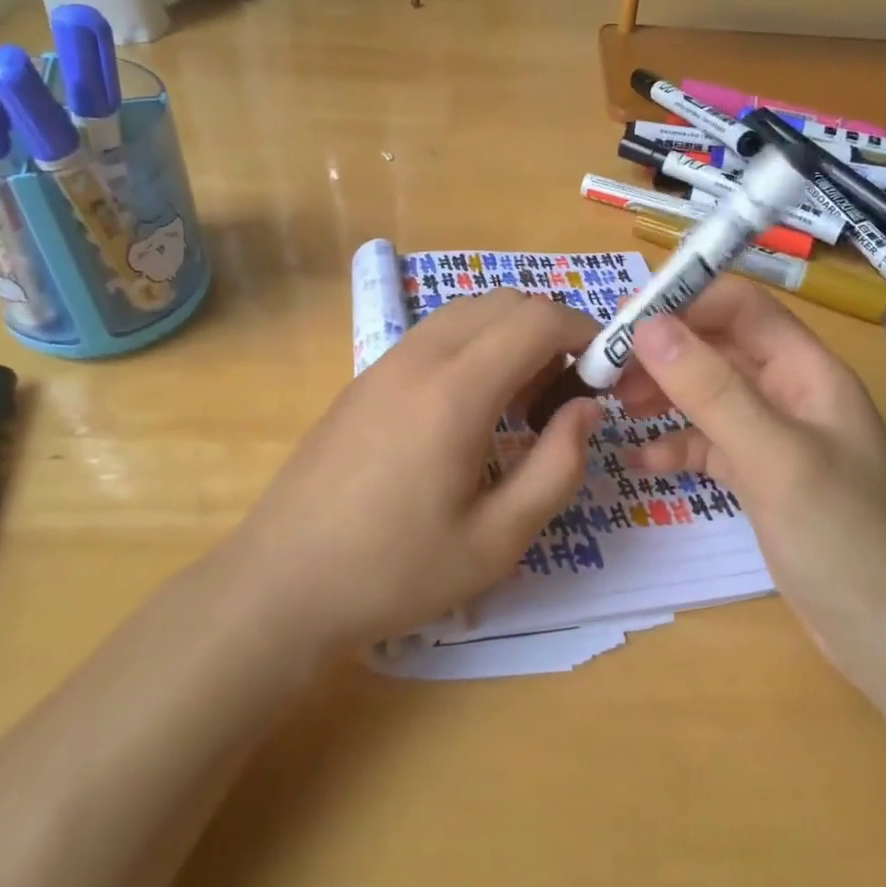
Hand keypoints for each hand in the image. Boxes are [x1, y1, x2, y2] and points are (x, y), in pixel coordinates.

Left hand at [226, 290, 603, 651]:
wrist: (280, 583)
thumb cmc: (394, 572)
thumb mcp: (496, 540)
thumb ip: (556, 467)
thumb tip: (586, 409)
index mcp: (455, 392)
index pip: (536, 320)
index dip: (583, 331)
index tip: (605, 369)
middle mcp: (418, 358)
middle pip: (502, 302)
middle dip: (549, 329)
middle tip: (564, 391)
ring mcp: (384, 363)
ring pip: (466, 312)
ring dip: (508, 335)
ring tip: (520, 402)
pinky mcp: (364, 379)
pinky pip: (434, 335)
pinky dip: (472, 346)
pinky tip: (469, 410)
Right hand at [617, 277, 885, 715]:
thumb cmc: (844, 539)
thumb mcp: (773, 457)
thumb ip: (712, 389)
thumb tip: (648, 326)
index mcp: (808, 371)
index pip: (742, 308)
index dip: (685, 303)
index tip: (625, 322)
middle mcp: (792, 393)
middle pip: (719, 348)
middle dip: (665, 353)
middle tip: (607, 371)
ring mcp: (777, 438)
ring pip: (710, 395)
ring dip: (664, 395)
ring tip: (616, 408)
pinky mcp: (763, 478)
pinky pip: (710, 444)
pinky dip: (676, 446)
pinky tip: (641, 462)